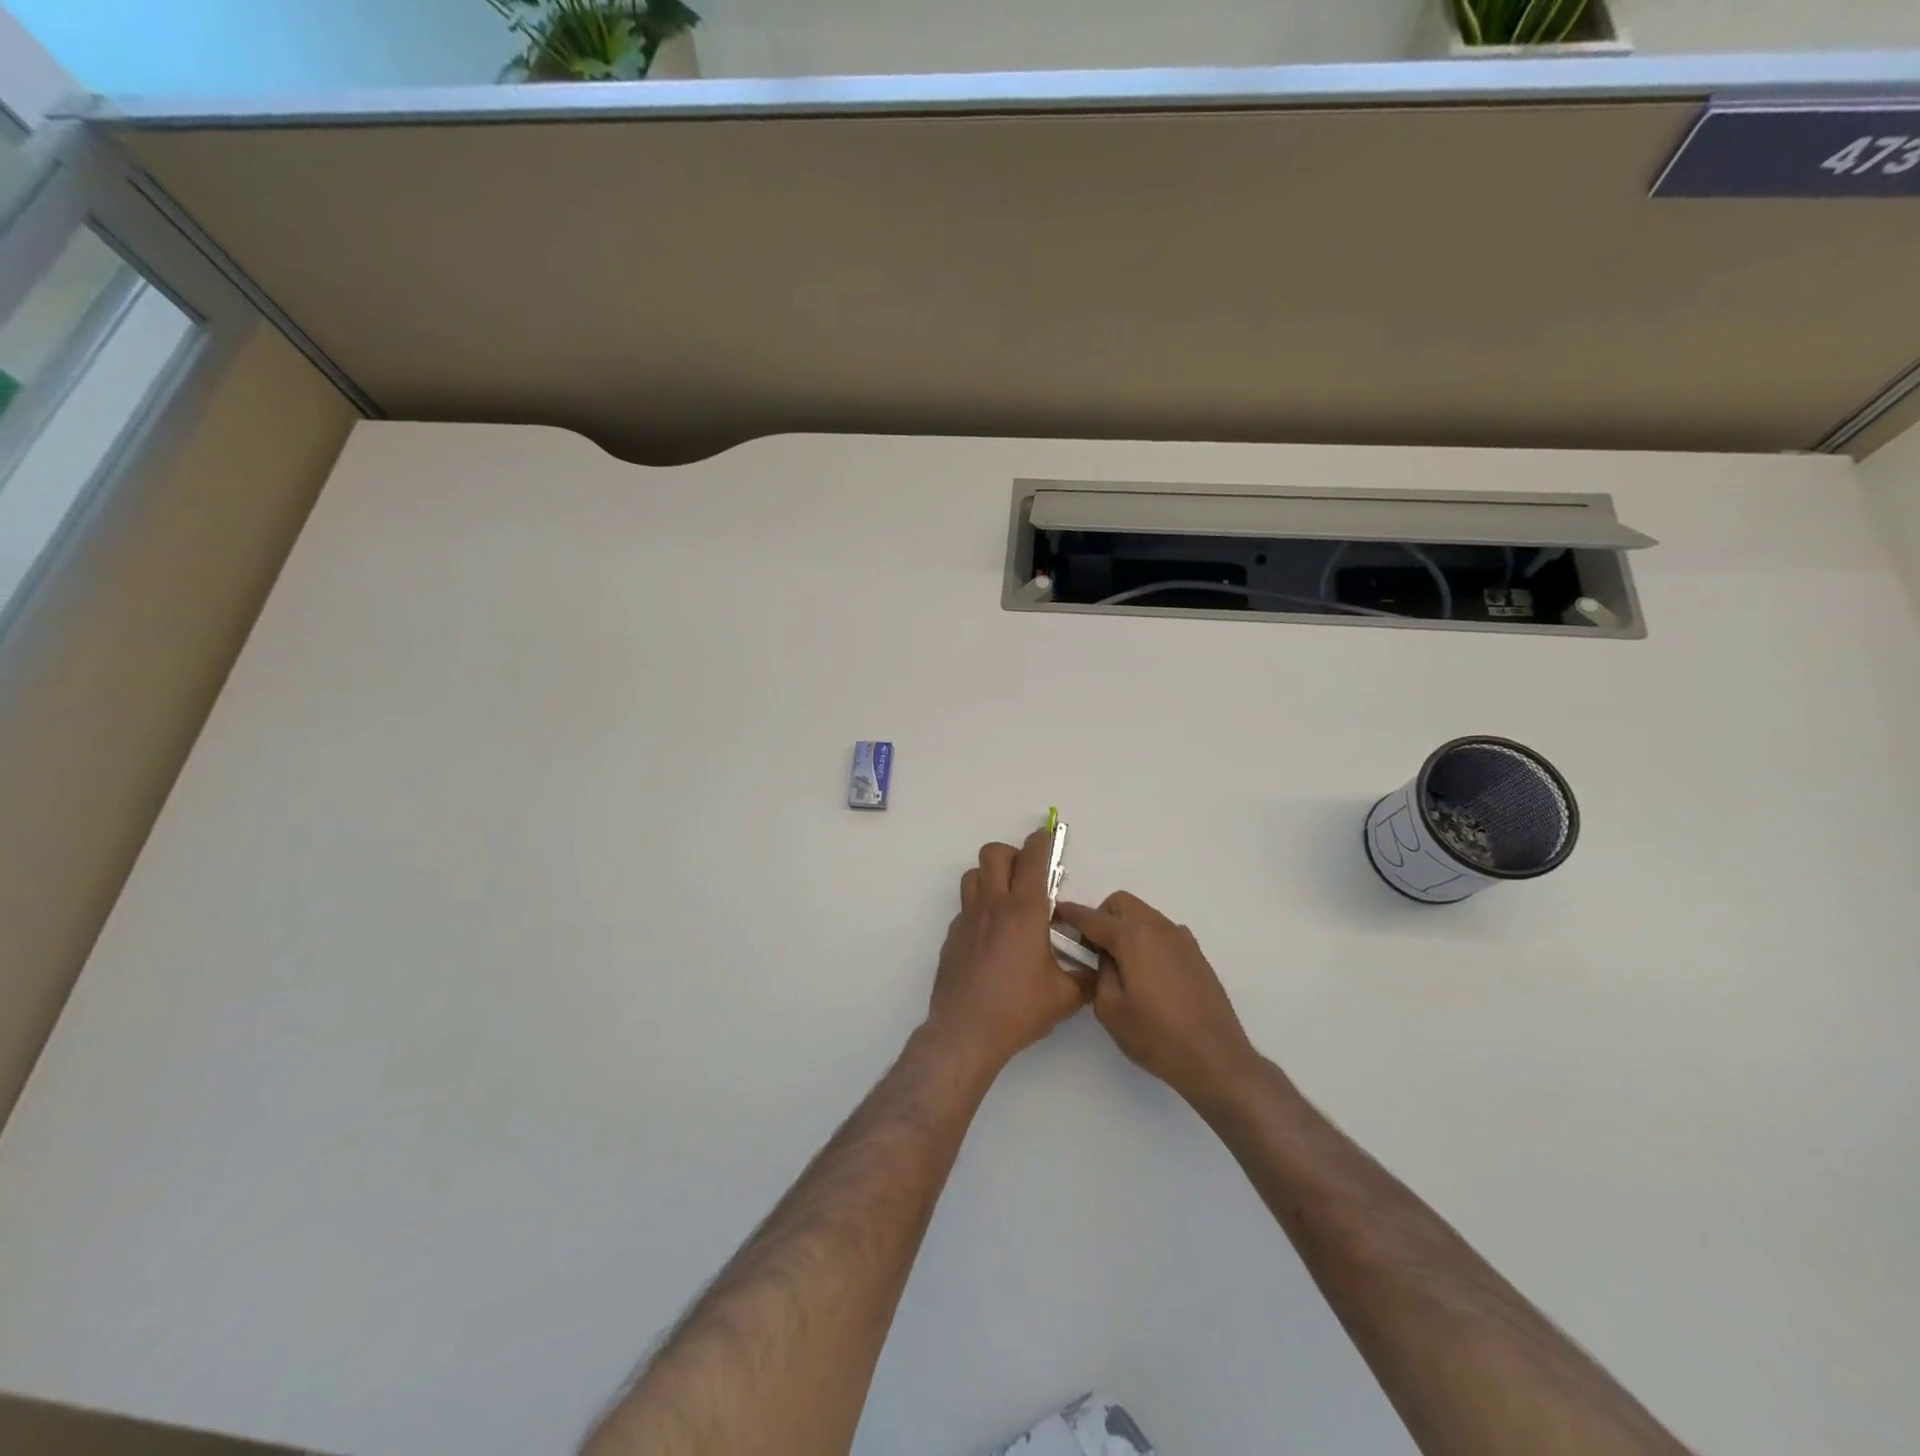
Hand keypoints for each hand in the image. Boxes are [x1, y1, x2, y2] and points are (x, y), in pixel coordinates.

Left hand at [926, 830, 1090, 1076]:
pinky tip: (993, 937)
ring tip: (1008, 901)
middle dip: (1013, 854)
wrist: (966, 1033)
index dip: (1043, 842)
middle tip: (1028, 876)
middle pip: (994, 854)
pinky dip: (980, 909)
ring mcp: (968, 919)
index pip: (1033, 860)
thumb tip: (1098, 966)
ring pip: (973, 875)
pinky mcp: (952, 936)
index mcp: (1024, 912)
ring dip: (991, 877)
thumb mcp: (1065, 996)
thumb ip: (1086, 976)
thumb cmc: (1018, 1010)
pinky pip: (966, 907)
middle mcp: (993, 906)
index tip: (1048, 838)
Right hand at [1054, 892, 1258, 1108]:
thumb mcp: (1110, 1009)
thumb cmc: (1156, 1035)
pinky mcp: (1196, 954)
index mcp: (1132, 936)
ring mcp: (1181, 938)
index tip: (1055, 914)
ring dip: (1126, 928)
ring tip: (1122, 966)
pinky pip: (1162, 933)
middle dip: (1102, 917)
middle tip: (1094, 950)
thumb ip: (1099, 974)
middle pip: (1121, 904)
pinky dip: (1147, 941)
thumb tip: (1104, 959)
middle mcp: (1158, 927)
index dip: (1069, 914)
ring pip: (1144, 916)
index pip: (1092, 917)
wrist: (1215, 1057)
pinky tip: (1148, 976)